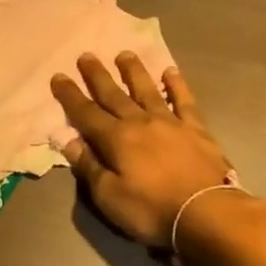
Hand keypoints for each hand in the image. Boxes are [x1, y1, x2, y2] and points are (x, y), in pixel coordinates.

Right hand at [51, 53, 234, 247]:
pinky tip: (171, 71)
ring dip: (134, 71)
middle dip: (97, 75)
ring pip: (147, 90)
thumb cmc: (152, 209)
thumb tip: (69, 141)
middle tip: (86, 55)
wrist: (207, 212)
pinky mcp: (196, 129)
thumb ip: (89, 167)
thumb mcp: (109, 197)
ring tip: (124, 54)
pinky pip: (184, 100)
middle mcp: (140, 122)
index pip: (86, 113)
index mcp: (116, 139)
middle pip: (114, 94)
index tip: (58, 76)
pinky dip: (177, 85)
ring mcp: (170, 122)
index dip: (70, 95)